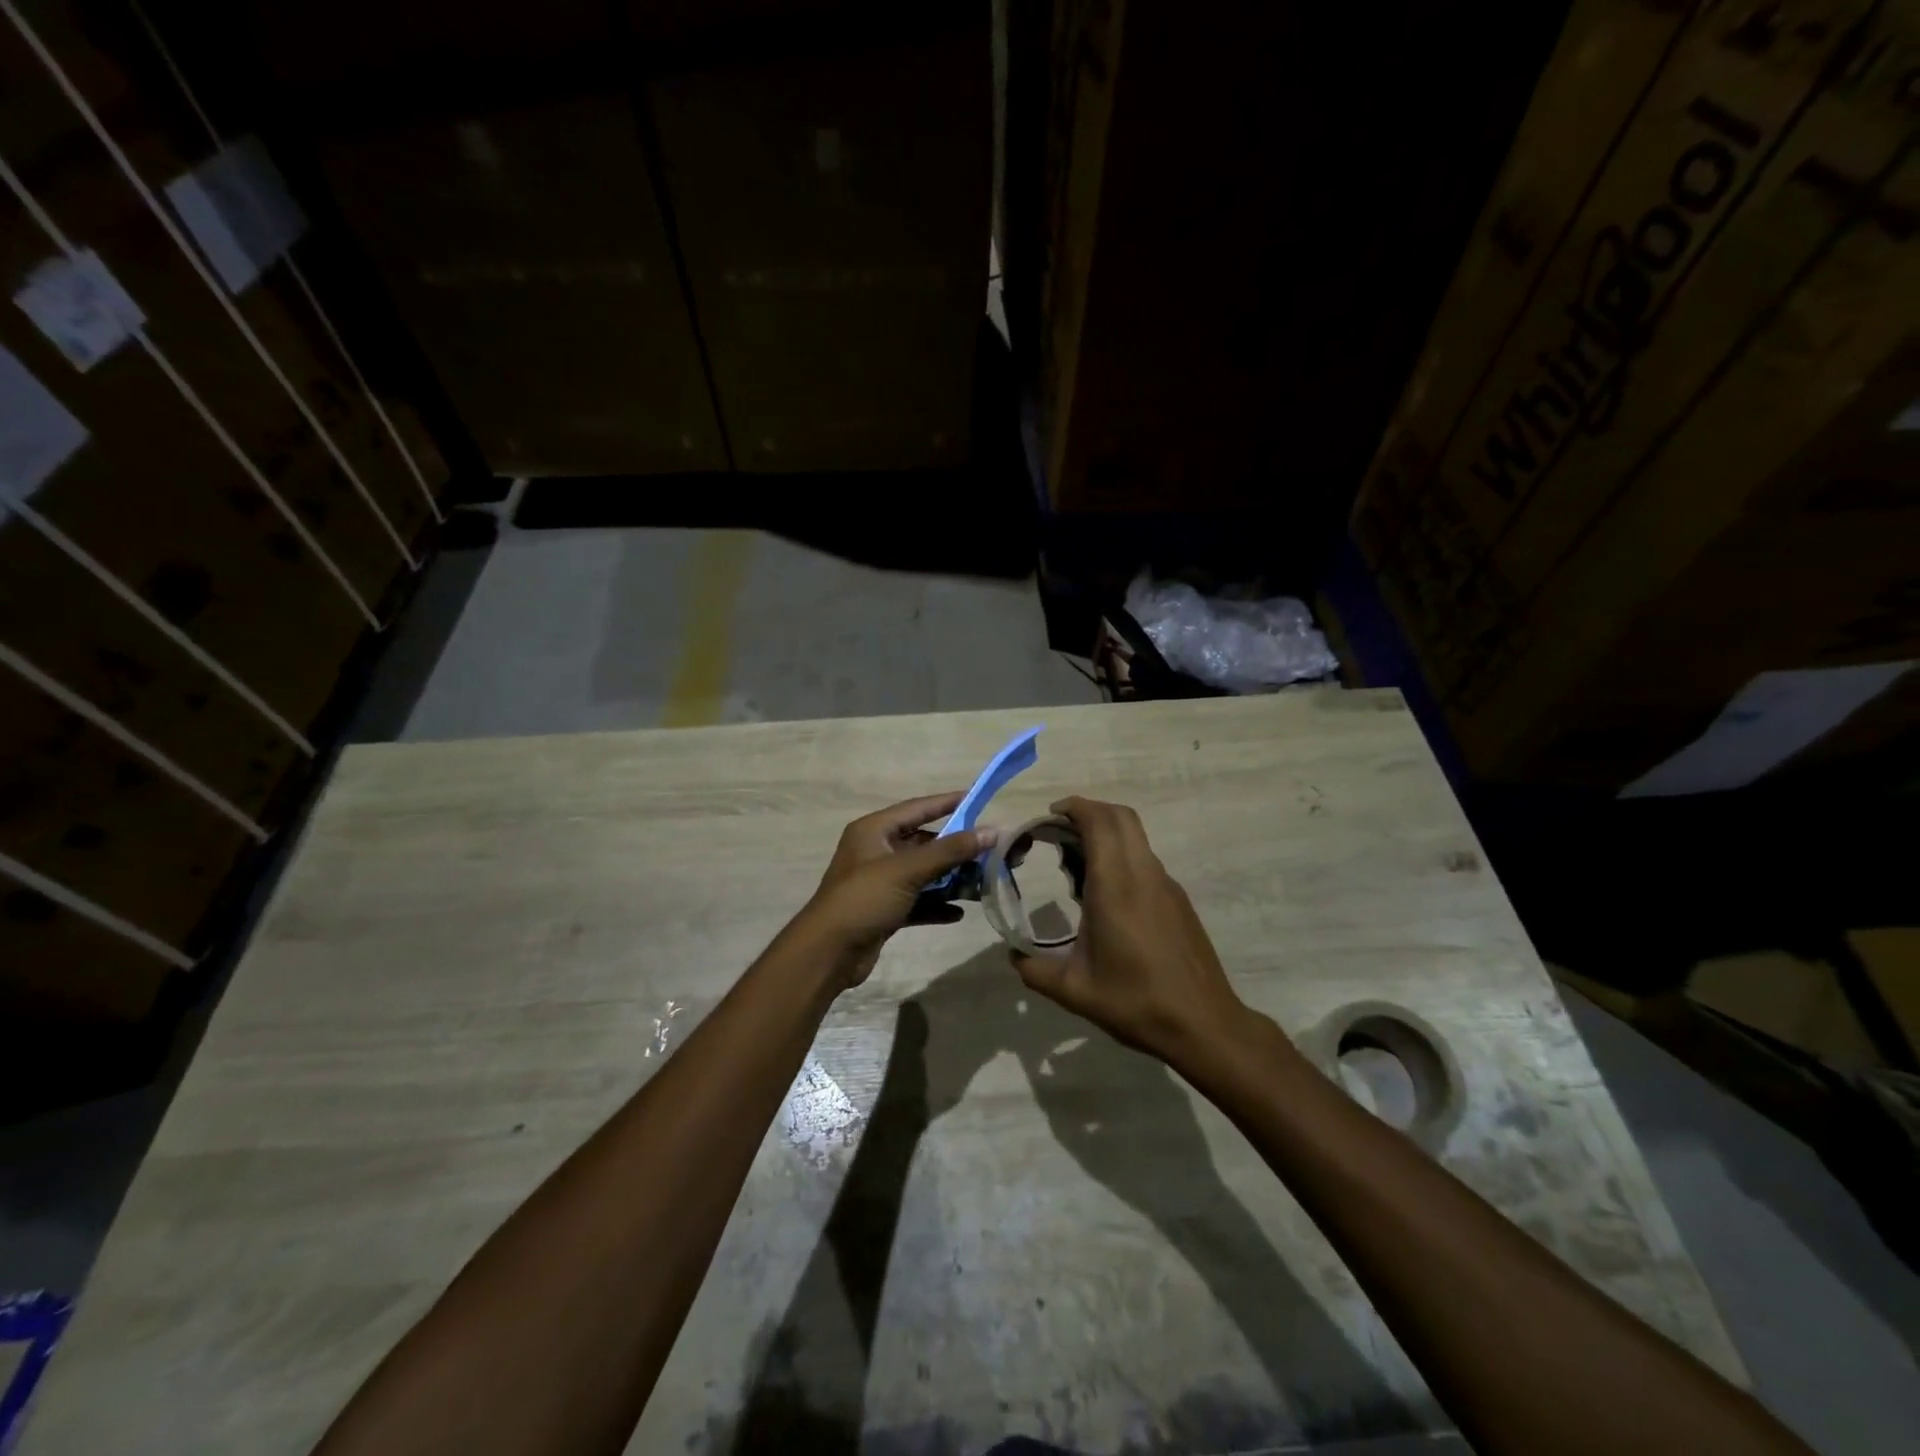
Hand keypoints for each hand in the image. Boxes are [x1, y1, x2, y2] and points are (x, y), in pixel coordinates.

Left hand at [797, 793, 996, 988]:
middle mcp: (876, 852)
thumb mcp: (907, 870)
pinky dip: (937, 905)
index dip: (946, 803)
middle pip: (924, 843)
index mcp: (874, 831)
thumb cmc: (864, 899)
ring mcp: (880, 883)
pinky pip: (918, 901)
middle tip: (991, 849)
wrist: (828, 953)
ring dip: (951, 878)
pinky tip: (959, 912)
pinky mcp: (884, 911)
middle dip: (956, 848)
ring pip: (924, 874)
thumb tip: (992, 831)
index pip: (916, 808)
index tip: (978, 798)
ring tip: (983, 882)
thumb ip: (950, 850)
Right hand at [1009, 796, 1246, 1063]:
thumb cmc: (1135, 1002)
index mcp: (1115, 885)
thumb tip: (1013, 956)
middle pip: (1120, 817)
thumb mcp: (1074, 990)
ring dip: (1106, 835)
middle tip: (1059, 832)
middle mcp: (1143, 874)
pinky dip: (1121, 857)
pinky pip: (1145, 860)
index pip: (1098, 822)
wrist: (1203, 1024)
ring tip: (1076, 868)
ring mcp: (1165, 885)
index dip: (1073, 808)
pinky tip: (1105, 896)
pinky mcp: (1177, 900)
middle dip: (1088, 812)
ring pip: (1135, 837)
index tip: (1048, 817)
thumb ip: (1035, 970)